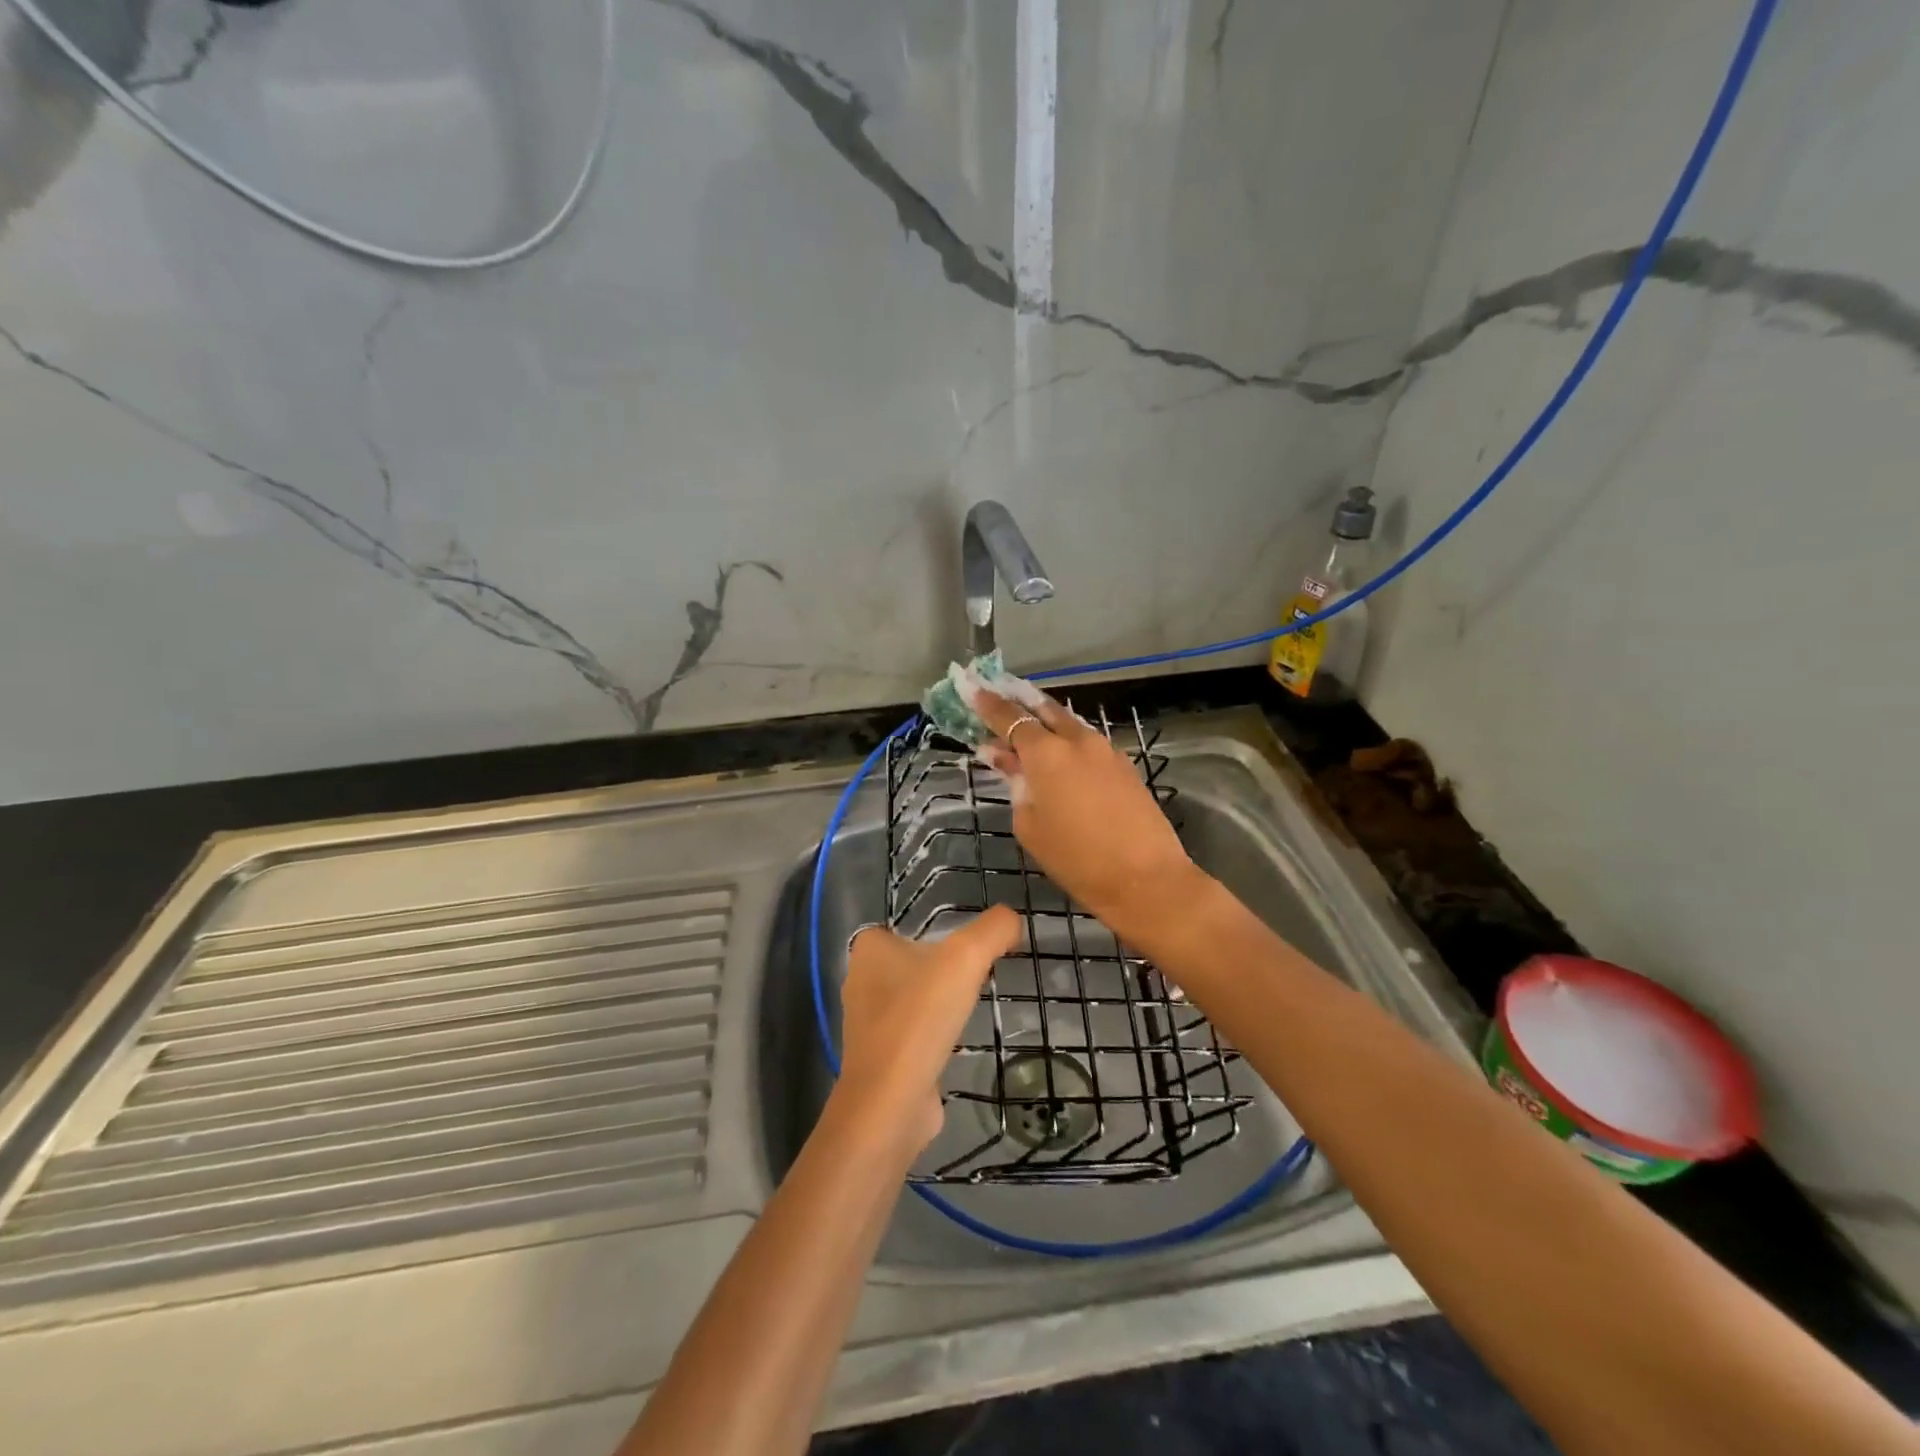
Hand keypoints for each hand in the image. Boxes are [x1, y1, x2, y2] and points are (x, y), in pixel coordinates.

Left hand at [837, 907, 1020, 1151]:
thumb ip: (994, 929)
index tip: (972, 946)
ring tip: (971, 1005)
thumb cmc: (920, 1017)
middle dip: (944, 967)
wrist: (891, 1103)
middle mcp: (861, 979)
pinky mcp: (881, 1055)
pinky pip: (914, 1030)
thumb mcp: (965, 957)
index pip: (908, 925)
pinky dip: (934, 1031)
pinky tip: (956, 1037)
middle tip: (980, 973)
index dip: (942, 931)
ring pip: (914, 996)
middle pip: (915, 960)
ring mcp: (868, 1021)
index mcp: (869, 948)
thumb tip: (1013, 919)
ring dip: (940, 1000)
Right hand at [971, 690, 1200, 942]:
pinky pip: (1088, 744)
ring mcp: (1106, 750)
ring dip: (1047, 723)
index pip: (1010, 719)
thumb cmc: (1076, 859)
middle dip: (1021, 703)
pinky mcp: (1125, 765)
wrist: (1145, 878)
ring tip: (1029, 730)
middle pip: (1044, 710)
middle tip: (1001, 698)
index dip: (990, 705)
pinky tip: (1062, 758)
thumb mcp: (1030, 825)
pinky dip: (1069, 743)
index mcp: (1046, 753)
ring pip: (1070, 725)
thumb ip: (1016, 785)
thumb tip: (1004, 759)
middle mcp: (1077, 740)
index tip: (974, 690)